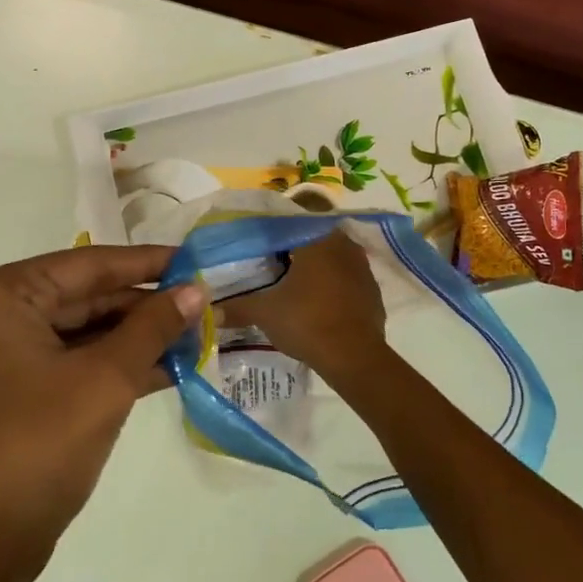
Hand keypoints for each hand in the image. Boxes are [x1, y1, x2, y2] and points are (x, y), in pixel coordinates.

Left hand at [0, 245, 206, 581]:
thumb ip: (153, 327)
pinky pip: (66, 363)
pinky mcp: (6, 392)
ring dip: (132, 338)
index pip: (86, 265)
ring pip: (77, 332)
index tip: (193, 260)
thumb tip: (195, 291)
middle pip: (81, 297)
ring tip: (192, 335)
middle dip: (142, 306)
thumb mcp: (106, 379)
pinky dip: (110, 365)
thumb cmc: (38, 446)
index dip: (145, 263)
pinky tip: (164, 368)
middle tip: (199, 304)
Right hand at [218, 229, 387, 380]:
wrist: (354, 357)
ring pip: (332, 258)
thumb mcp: (265, 313)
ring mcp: (362, 267)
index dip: (271, 235)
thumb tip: (209, 309)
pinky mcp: (372, 290)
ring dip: (315, 266)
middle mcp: (343, 245)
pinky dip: (332, 284)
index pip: (289, 224)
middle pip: (312, 239)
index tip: (256, 247)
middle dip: (293, 250)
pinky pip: (347, 278)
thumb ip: (237, 307)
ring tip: (292, 283)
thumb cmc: (307, 323)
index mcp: (317, 240)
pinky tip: (318, 301)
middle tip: (271, 264)